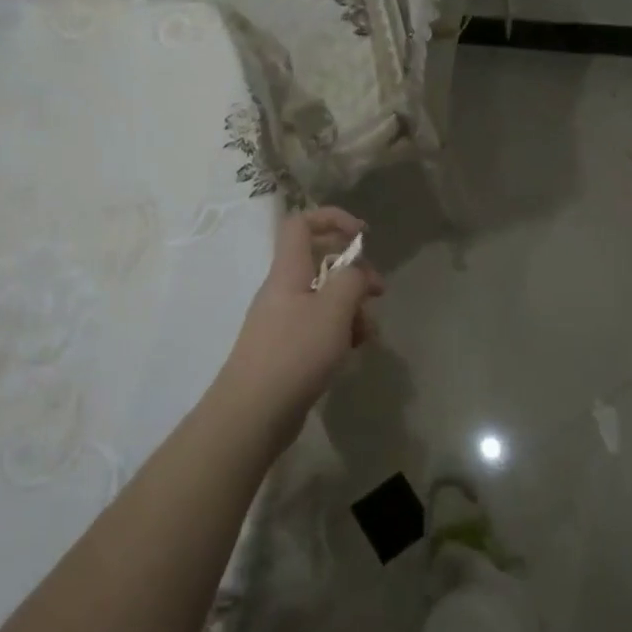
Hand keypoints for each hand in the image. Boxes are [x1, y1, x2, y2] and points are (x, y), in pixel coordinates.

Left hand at [212, 207, 382, 449]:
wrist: (253, 413)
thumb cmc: (295, 353)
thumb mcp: (334, 310)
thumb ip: (351, 280)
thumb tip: (356, 272)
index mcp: (288, 271)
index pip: (301, 223)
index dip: (332, 218)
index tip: (362, 236)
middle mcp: (282, 290)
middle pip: (319, 262)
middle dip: (354, 273)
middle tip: (378, 291)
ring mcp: (282, 320)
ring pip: (324, 298)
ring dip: (351, 308)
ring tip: (367, 334)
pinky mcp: (286, 348)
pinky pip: (318, 327)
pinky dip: (338, 332)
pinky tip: (352, 351)